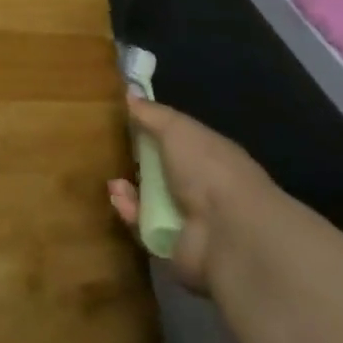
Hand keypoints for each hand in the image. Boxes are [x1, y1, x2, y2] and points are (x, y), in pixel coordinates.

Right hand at [107, 93, 277, 294]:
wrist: (229, 232)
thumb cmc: (208, 169)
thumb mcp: (178, 128)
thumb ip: (153, 113)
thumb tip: (130, 93)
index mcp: (210, 156)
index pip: (177, 142)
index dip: (151, 133)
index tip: (124, 124)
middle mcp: (202, 188)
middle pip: (160, 173)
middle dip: (134, 163)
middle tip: (112, 154)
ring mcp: (190, 220)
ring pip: (148, 201)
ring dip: (128, 191)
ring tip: (115, 183)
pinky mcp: (174, 248)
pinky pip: (143, 227)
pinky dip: (130, 214)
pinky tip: (121, 200)